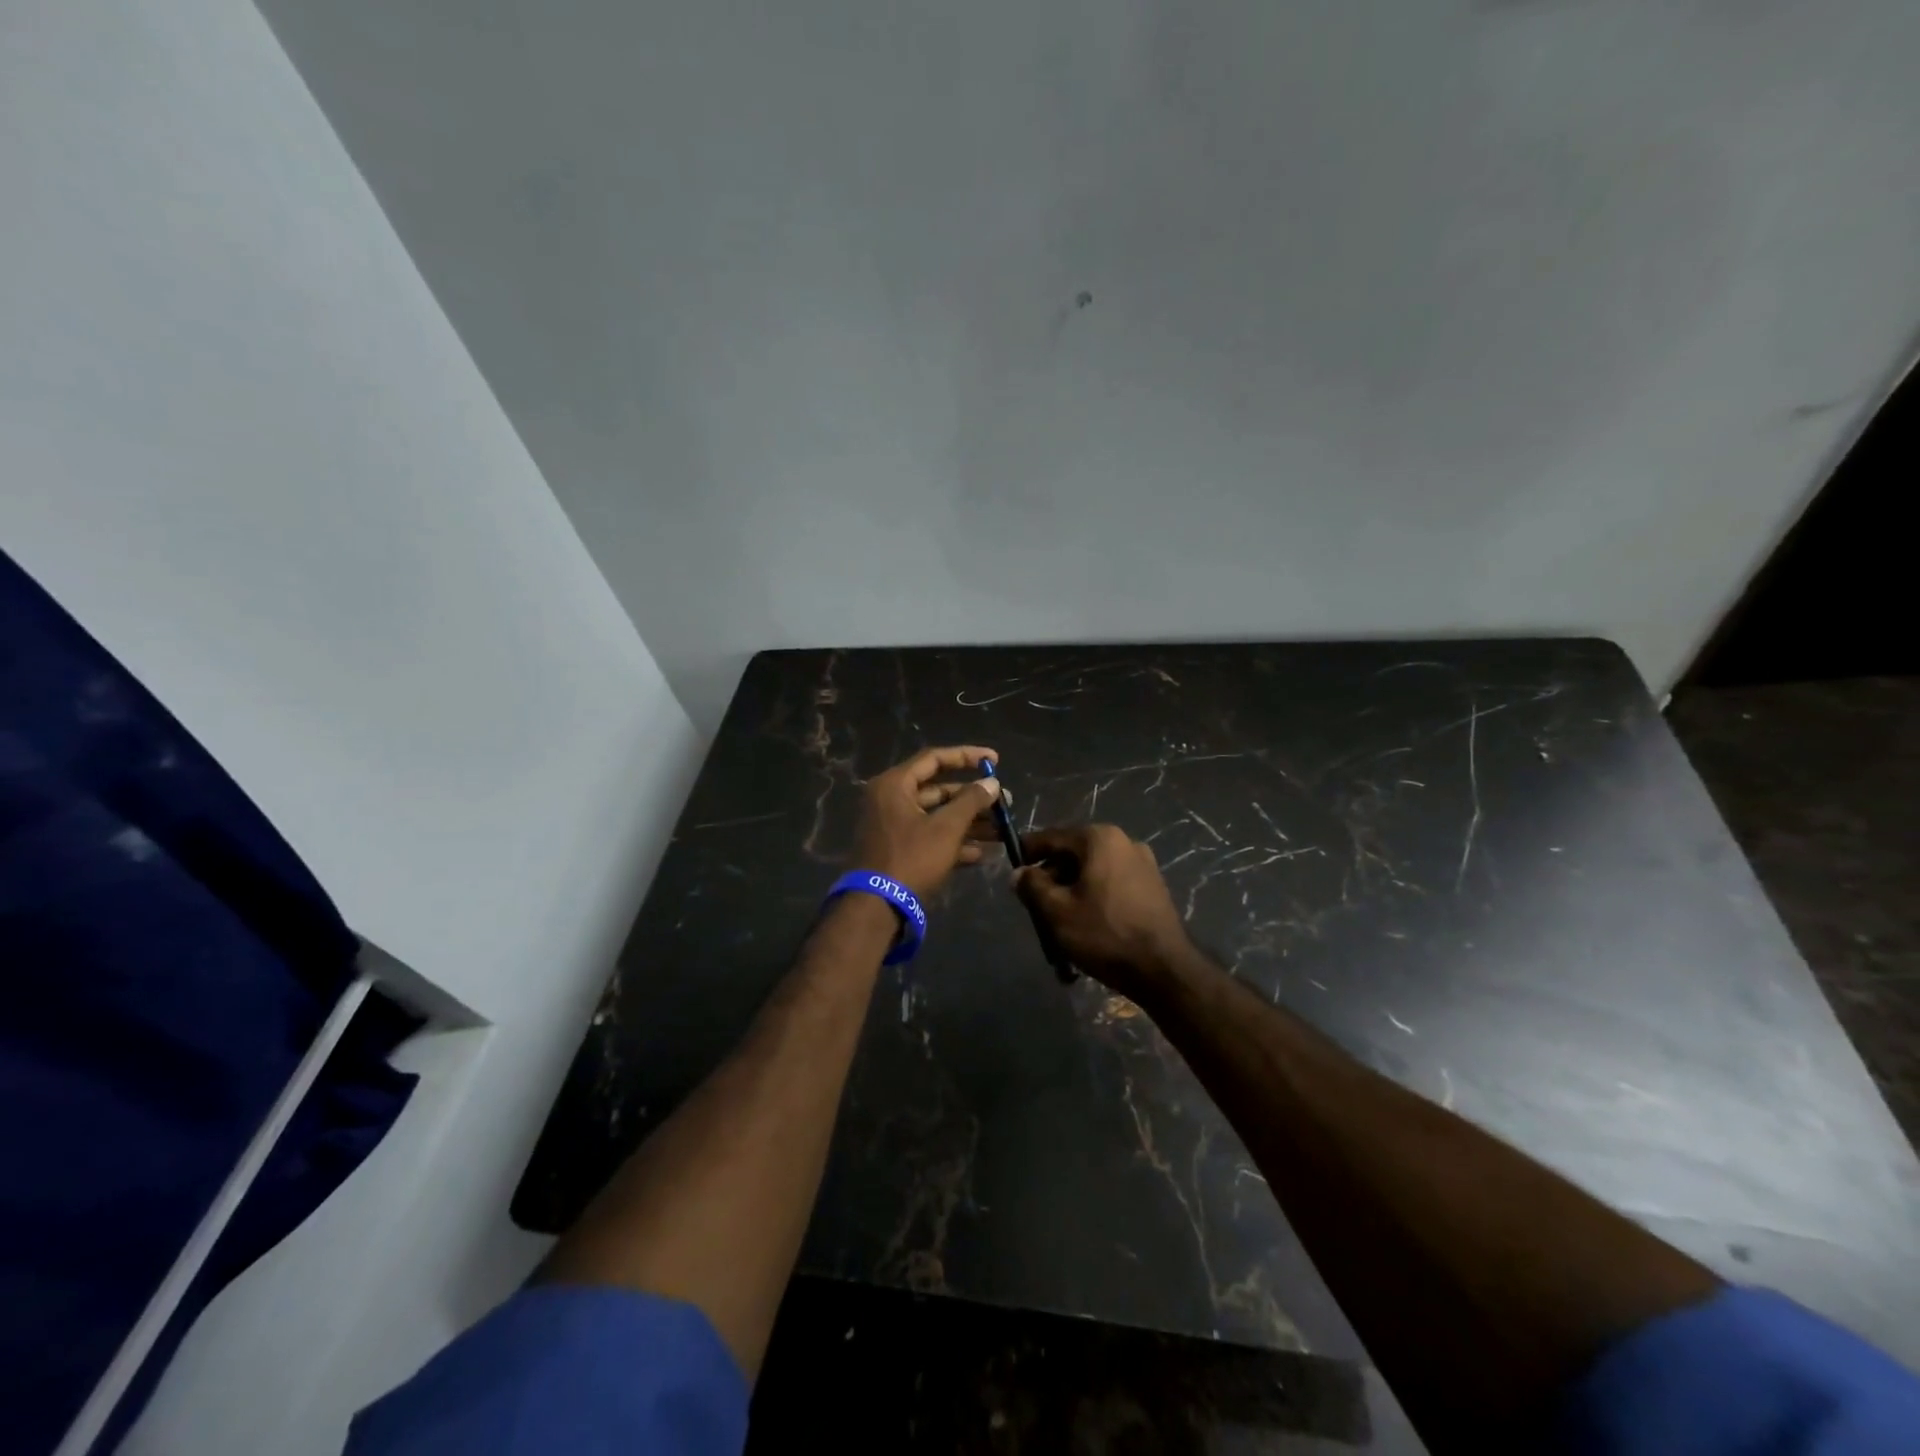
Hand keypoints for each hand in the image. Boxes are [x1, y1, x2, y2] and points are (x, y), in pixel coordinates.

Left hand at [850, 745, 1002, 898]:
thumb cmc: (911, 858)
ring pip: (937, 816)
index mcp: (895, 785)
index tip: (994, 760)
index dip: (966, 756)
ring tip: (1002, 830)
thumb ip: (971, 801)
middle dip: (973, 798)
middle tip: (1004, 803)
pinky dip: (954, 842)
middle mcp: (891, 800)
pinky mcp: (899, 851)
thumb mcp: (946, 828)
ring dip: (969, 823)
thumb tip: (992, 783)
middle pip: (938, 790)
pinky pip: (930, 837)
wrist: (876, 907)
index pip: (934, 759)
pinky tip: (983, 853)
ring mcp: (894, 827)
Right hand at [1012, 824, 1193, 996]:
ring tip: (1058, 917)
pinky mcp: (1153, 886)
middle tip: (1034, 901)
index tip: (1012, 865)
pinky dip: (1094, 894)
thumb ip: (1032, 886)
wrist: (1164, 969)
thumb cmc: (1104, 934)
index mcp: (1100, 838)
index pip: (1053, 837)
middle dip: (1052, 874)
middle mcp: (1124, 841)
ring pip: (1094, 869)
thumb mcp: (1057, 911)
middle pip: (1074, 852)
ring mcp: (1143, 863)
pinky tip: (1086, 921)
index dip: (1028, 851)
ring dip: (1072, 887)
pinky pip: (1112, 882)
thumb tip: (1019, 873)